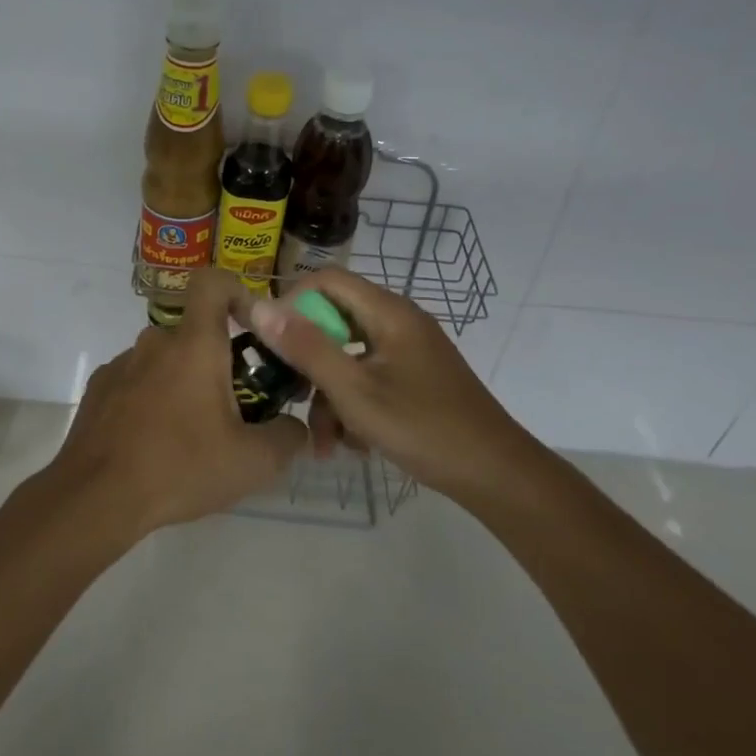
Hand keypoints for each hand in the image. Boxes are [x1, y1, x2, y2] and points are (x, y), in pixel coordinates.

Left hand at [50, 269, 305, 537]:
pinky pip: (138, 380)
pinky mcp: (100, 388)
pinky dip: (153, 399)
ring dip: (185, 383)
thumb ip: (288, 436)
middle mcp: (155, 341)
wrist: (95, 498)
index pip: (213, 281)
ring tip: (194, 434)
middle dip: (220, 361)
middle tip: (235, 408)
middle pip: (196, 332)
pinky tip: (155, 442)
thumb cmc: (179, 468)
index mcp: (194, 344)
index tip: (252, 327)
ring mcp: (122, 363)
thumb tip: (295, 427)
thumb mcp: (253, 463)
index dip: (237, 291)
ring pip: (167, 359)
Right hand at [241, 268, 534, 499]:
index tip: (273, 344)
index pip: (326, 280)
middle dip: (310, 363)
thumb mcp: (354, 391)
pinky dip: (355, 404)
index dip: (292, 303)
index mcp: (388, 312)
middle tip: (294, 398)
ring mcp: (409, 350)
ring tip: (326, 444)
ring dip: (331, 395)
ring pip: (350, 356)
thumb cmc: (423, 428)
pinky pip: (370, 376)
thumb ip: (306, 347)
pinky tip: (354, 444)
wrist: (496, 475)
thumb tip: (259, 307)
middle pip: (335, 321)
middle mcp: (399, 321)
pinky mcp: (416, 376)